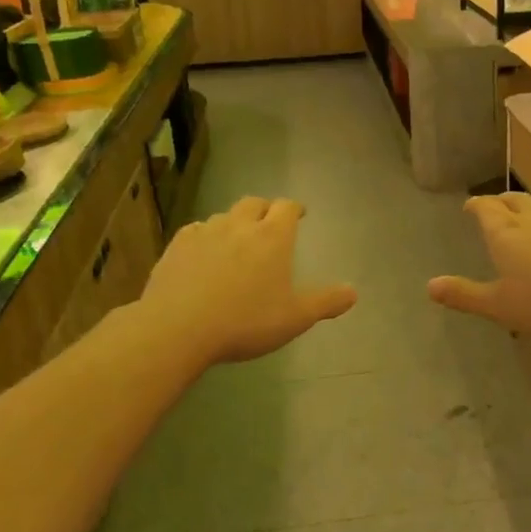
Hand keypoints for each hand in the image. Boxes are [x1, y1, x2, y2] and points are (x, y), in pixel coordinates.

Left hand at [139, 197, 356, 365]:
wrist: (178, 328)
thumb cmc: (245, 322)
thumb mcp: (295, 318)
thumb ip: (325, 303)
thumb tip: (353, 292)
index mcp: (273, 237)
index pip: (287, 207)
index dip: (294, 208)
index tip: (299, 214)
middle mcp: (239, 226)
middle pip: (254, 203)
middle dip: (264, 209)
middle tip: (269, 223)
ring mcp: (205, 232)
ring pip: (224, 216)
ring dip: (234, 222)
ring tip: (236, 241)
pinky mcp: (177, 246)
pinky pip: (196, 231)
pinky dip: (205, 236)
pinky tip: (203, 252)